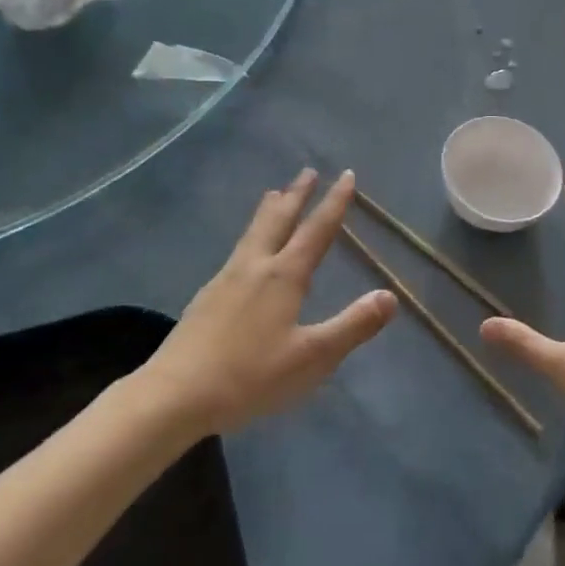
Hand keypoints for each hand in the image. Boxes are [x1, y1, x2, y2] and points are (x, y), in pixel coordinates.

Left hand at [141, 170, 396, 436]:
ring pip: (253, 232)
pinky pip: (238, 249)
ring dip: (270, 209)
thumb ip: (353, 325)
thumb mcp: (312, 357)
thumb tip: (390, 295)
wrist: (175, 394)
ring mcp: (225, 279)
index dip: (334, 202)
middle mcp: (255, 266)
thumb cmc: (250, 377)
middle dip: (297, 194)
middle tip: (308, 171)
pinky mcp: (206, 296)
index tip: (346, 175)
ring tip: (275, 194)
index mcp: (284, 276)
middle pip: (279, 220)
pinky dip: (252, 233)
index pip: (317, 230)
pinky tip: (246, 251)